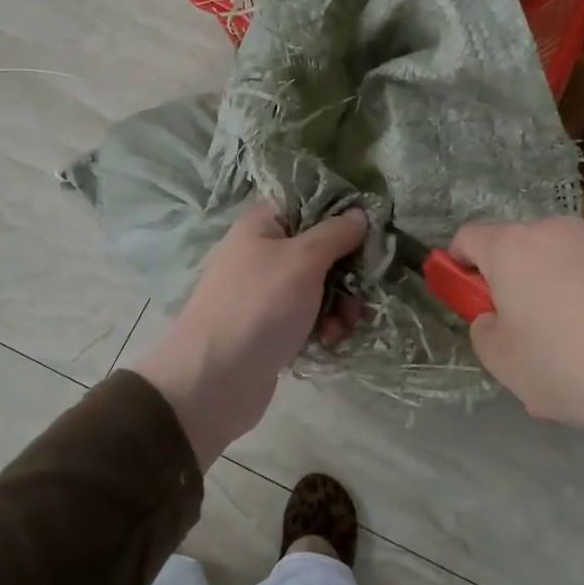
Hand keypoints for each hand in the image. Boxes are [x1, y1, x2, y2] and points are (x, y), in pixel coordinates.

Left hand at [134, 200, 367, 467]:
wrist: (213, 381)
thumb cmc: (258, 307)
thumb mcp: (303, 260)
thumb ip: (336, 233)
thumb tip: (360, 213)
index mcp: (263, 224)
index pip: (310, 203)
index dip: (342, 214)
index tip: (371, 231)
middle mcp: (263, 252)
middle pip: (322, 248)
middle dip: (348, 271)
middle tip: (362, 290)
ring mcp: (267, 292)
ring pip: (320, 286)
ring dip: (340, 304)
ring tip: (343, 324)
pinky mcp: (273, 327)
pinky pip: (310, 316)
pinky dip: (325, 326)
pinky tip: (329, 340)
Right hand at [448, 217, 583, 519]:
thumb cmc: (572, 370)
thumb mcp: (504, 365)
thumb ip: (485, 331)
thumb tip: (497, 317)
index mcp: (515, 249)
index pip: (469, 237)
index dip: (459, 264)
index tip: (469, 296)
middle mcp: (561, 230)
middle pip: (524, 247)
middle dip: (519, 280)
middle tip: (533, 332)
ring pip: (572, 258)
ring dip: (565, 286)